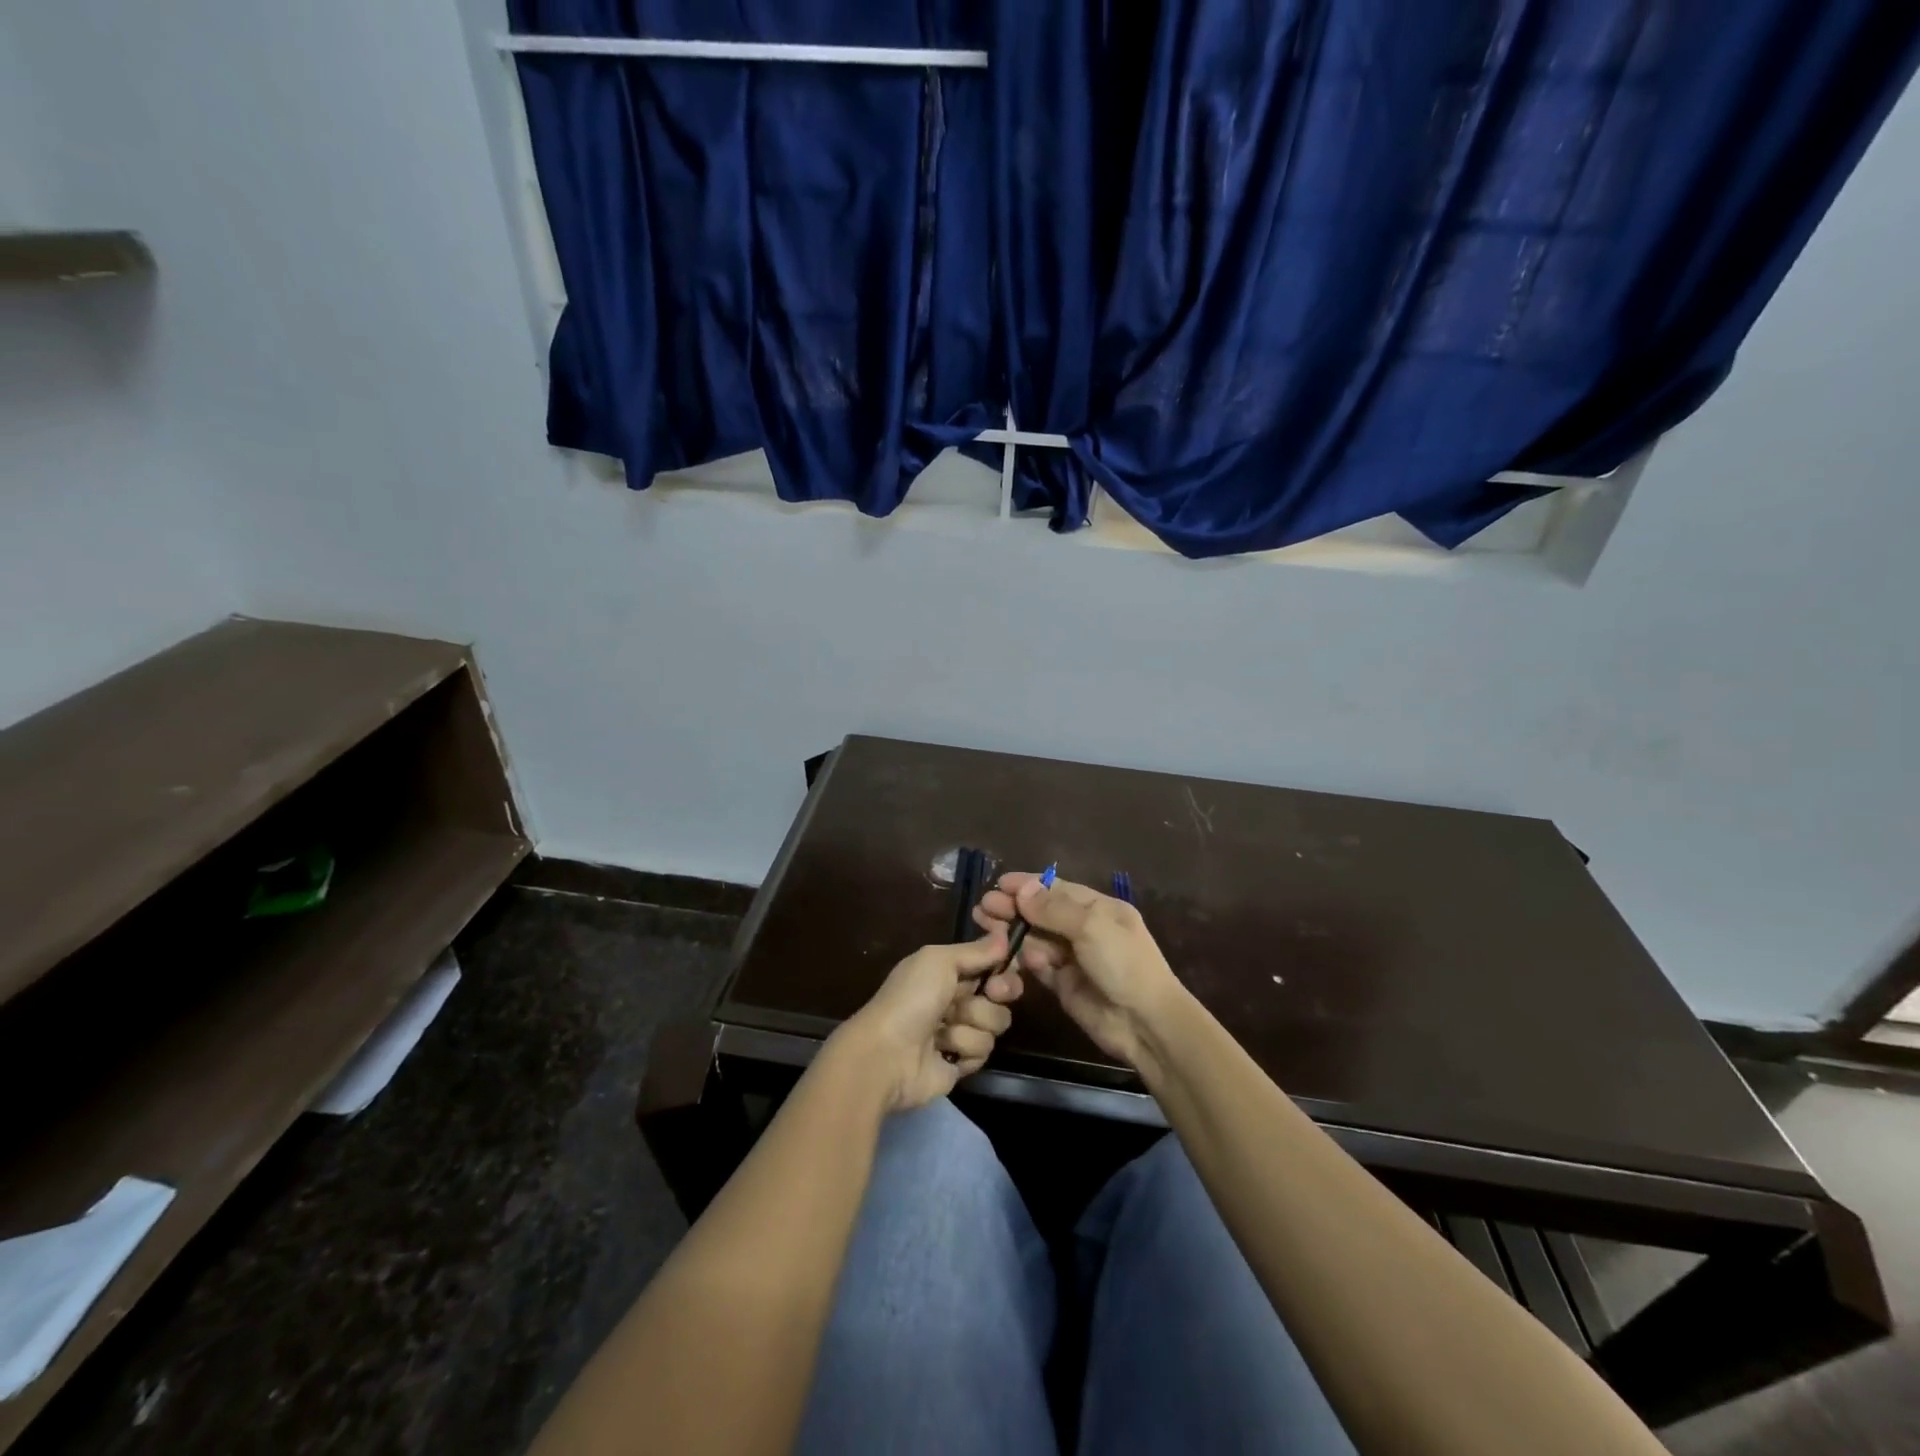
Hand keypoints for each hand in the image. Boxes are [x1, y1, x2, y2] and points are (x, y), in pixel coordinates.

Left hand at [833, 937, 1025, 1110]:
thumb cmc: (911, 998)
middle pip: (1001, 994)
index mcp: (948, 971)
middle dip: (999, 993)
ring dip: (972, 1023)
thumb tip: (1006, 936)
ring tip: (945, 1029)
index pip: (990, 964)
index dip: (1004, 966)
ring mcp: (960, 1031)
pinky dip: (965, 1048)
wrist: (888, 1054)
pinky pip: (984, 1051)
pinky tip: (944, 1050)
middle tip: (992, 993)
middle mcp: (956, 999)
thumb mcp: (939, 960)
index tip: (1009, 966)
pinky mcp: (962, 1062)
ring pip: (995, 1023)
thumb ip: (975, 950)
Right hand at [973, 873, 1185, 1072]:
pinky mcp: (1062, 984)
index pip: (1057, 889)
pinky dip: (1024, 959)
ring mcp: (1073, 957)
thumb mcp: (1091, 926)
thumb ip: (1053, 908)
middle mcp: (1084, 929)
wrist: (1144, 1022)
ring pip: (1036, 938)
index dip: (1028, 885)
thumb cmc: (1123, 963)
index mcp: (1099, 908)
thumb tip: (1022, 889)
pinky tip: (1010, 955)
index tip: (999, 883)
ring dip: (1013, 932)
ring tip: (985, 926)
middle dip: (1014, 908)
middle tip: (983, 906)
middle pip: (1042, 913)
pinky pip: (1037, 965)